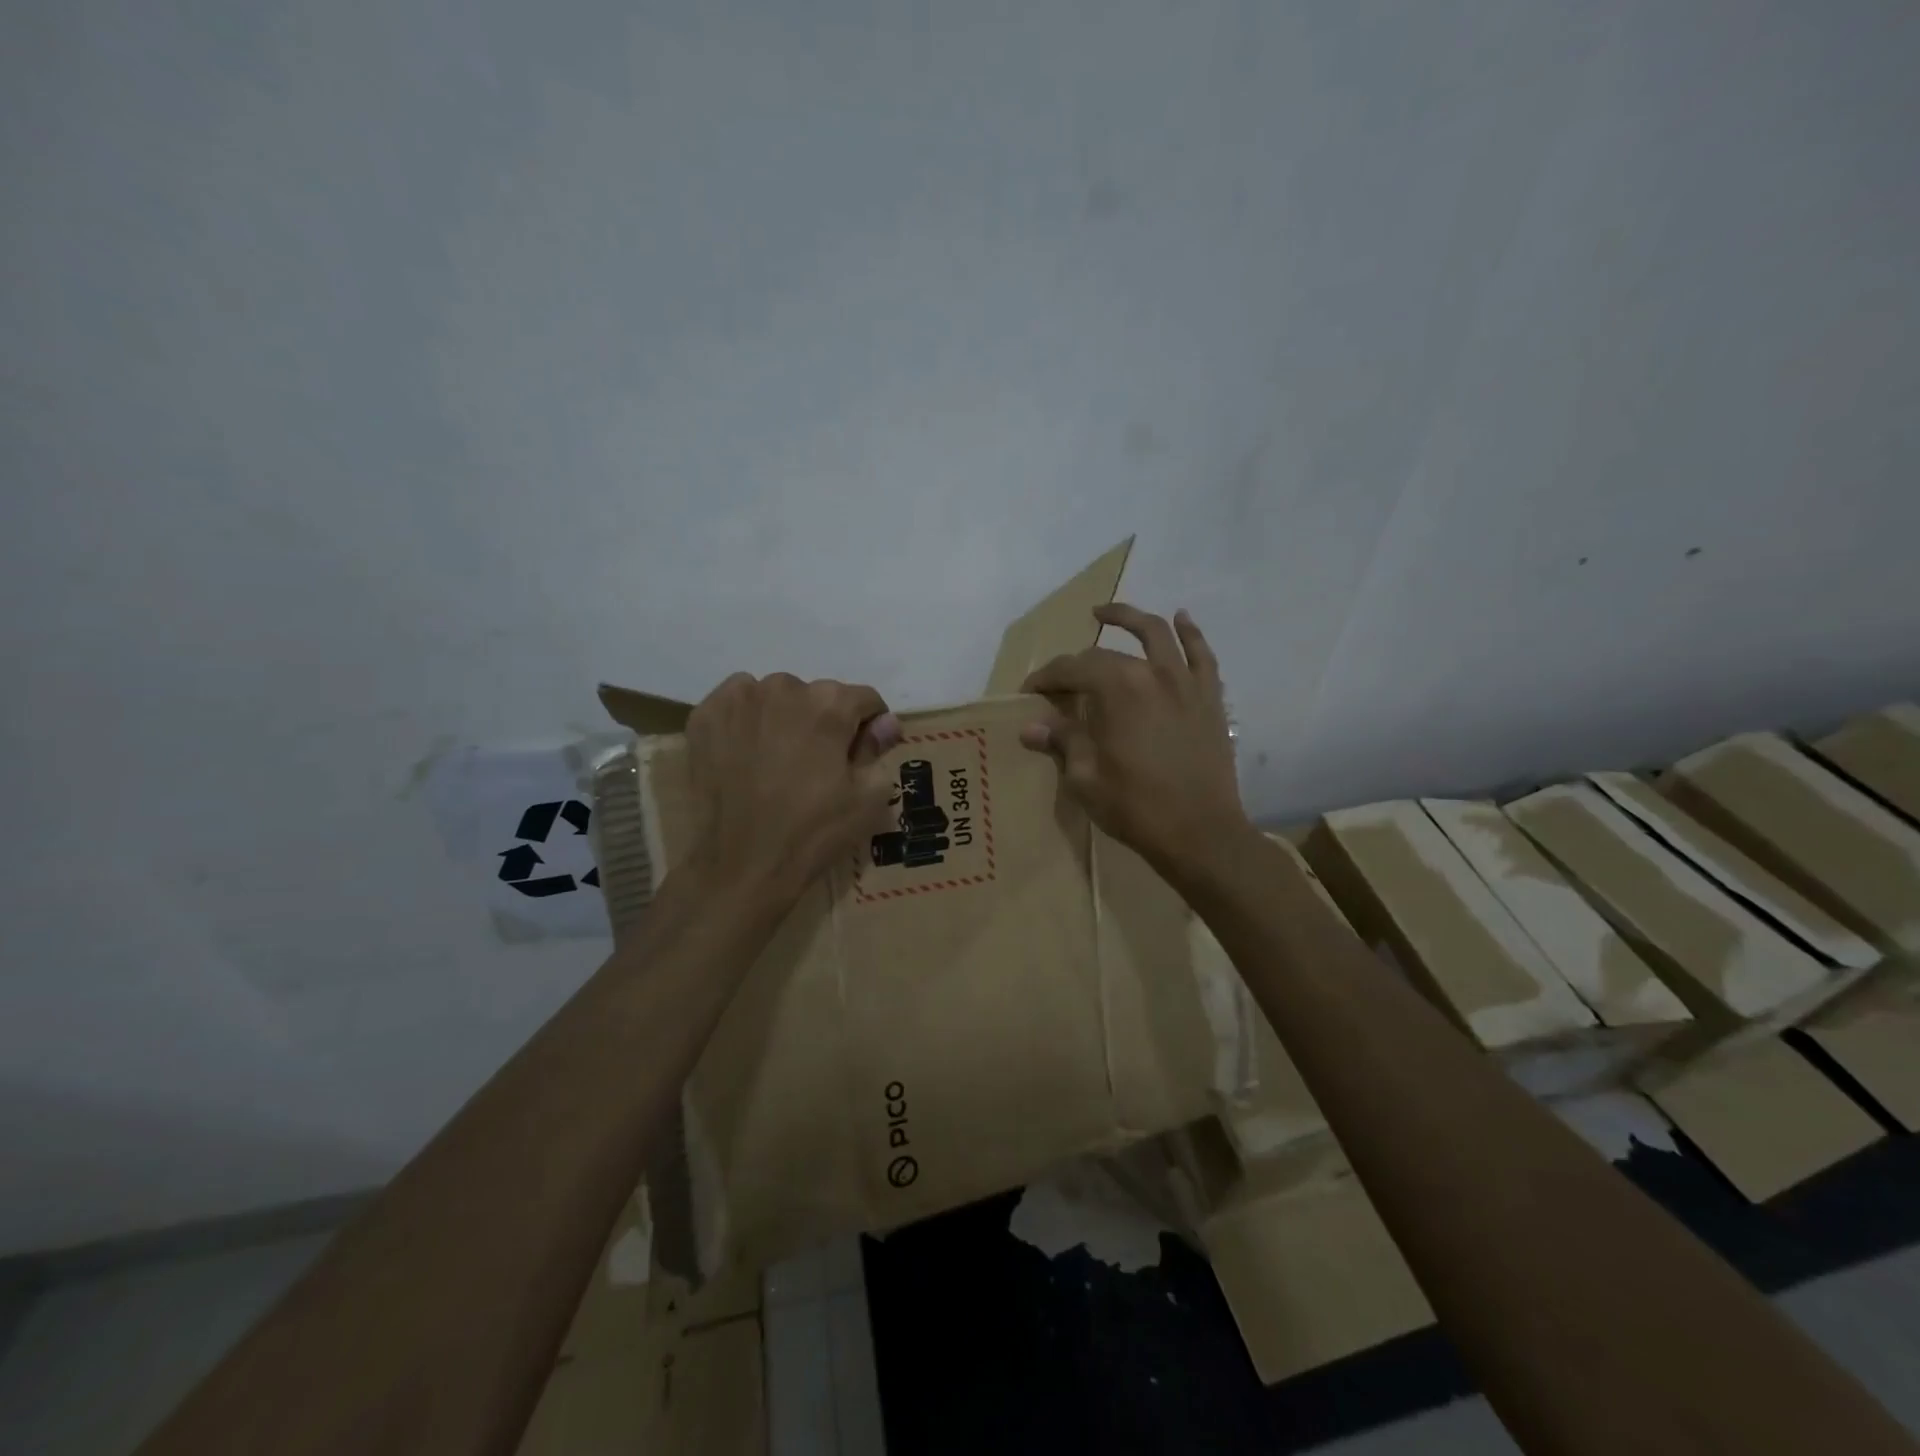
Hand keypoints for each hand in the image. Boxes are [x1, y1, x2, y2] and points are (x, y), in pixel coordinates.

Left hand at [683, 673, 901, 909]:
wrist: (741, 865)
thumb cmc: (813, 832)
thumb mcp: (867, 797)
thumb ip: (878, 749)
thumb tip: (885, 723)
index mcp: (830, 703)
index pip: (864, 700)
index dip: (869, 727)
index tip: (860, 755)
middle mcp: (784, 687)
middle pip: (817, 696)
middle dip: (824, 722)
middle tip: (816, 765)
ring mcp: (739, 698)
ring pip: (776, 697)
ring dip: (784, 718)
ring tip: (778, 760)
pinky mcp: (705, 716)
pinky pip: (736, 703)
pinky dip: (746, 721)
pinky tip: (746, 754)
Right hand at [1019, 605, 1251, 875]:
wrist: (1201, 834)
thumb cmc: (1135, 807)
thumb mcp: (1085, 778)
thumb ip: (1062, 742)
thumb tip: (1031, 726)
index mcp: (1116, 690)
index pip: (1071, 670)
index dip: (1045, 678)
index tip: (1029, 694)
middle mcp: (1151, 673)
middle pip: (1105, 655)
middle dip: (1074, 664)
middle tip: (1057, 683)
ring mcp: (1185, 682)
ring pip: (1157, 634)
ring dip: (1129, 618)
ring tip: (1105, 613)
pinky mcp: (1209, 698)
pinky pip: (1201, 655)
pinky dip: (1190, 633)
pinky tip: (1181, 618)